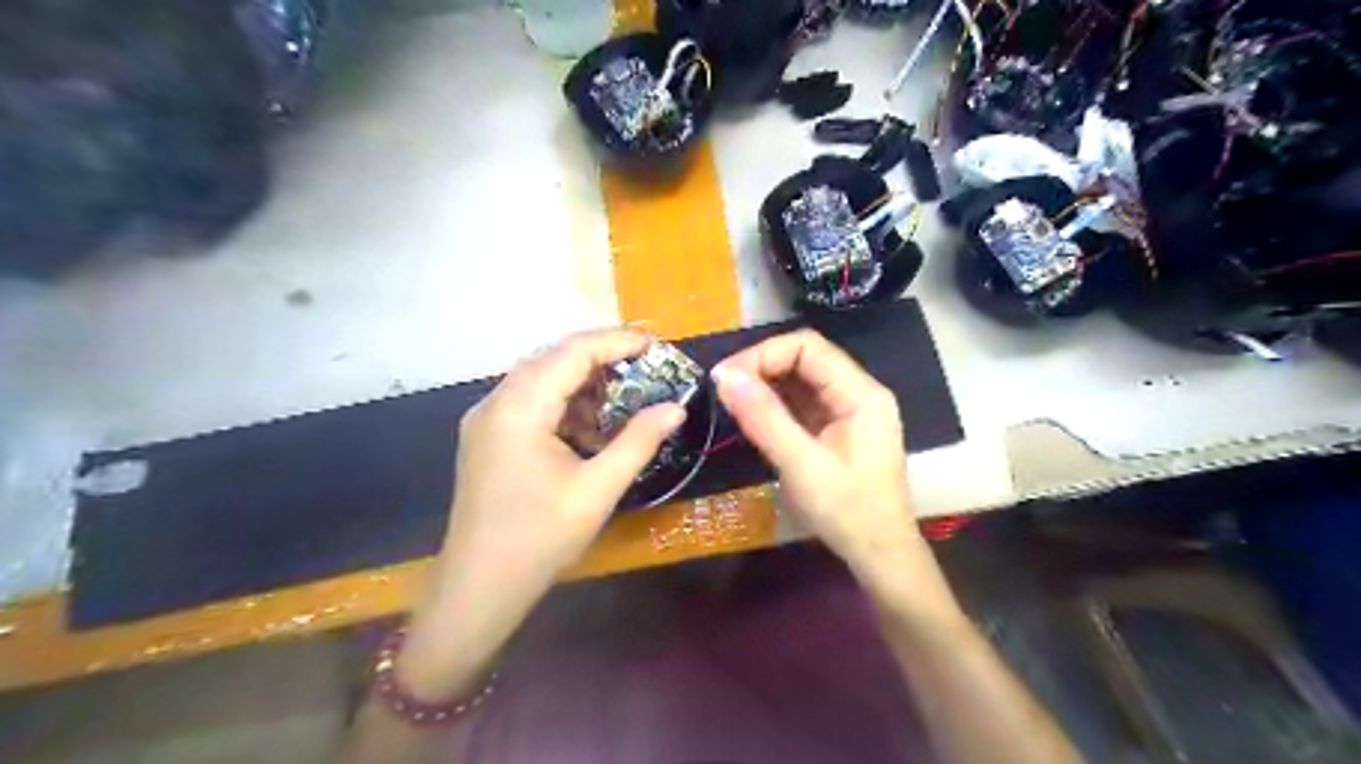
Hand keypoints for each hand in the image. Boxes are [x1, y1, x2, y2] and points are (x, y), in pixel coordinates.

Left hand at [399, 328, 686, 696]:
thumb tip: (677, 406)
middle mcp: (496, 401)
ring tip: (624, 393)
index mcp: (519, 408)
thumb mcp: (598, 490)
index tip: (657, 344)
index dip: (617, 341)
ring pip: (540, 378)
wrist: (478, 588)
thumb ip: (639, 441)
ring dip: (582, 380)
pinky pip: (529, 401)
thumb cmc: (540, 540)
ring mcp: (486, 419)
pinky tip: (588, 425)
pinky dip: (563, 402)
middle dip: (601, 357)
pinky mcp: (487, 437)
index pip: (572, 352)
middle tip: (646, 365)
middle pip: (553, 358)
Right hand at [714, 328, 924, 578]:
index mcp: (861, 394)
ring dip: (765, 384)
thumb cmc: (847, 512)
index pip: (808, 347)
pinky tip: (752, 415)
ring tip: (731, 400)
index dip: (763, 354)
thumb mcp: (801, 465)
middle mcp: (858, 392)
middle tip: (723, 389)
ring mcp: (848, 410)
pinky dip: (774, 404)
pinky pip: (802, 402)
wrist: (879, 555)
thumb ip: (764, 418)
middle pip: (805, 358)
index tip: (726, 378)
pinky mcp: (837, 428)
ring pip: (801, 379)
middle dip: (762, 367)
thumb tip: (724, 377)